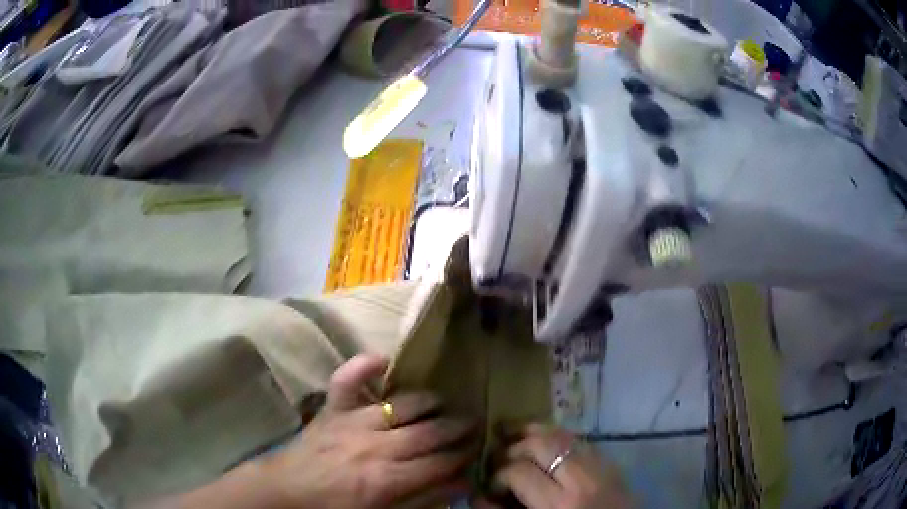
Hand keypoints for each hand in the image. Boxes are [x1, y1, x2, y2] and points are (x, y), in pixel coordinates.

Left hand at [259, 354, 478, 508]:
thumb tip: (463, 482)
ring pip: (400, 404)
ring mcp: (352, 422)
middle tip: (474, 422)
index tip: (478, 449)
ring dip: (427, 400)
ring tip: (443, 402)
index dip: (464, 456)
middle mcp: (374, 447)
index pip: (439, 464)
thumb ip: (425, 499)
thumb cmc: (338, 507)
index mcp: (387, 480)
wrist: (290, 491)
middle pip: (428, 433)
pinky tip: (385, 359)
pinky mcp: (332, 408)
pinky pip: (347, 379)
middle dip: (456, 427)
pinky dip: (364, 365)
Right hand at [478, 424, 631, 508]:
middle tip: (504, 462)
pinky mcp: (612, 463)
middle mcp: (582, 479)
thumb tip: (478, 497)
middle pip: (542, 444)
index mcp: (560, 504)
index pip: (520, 472)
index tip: (493, 487)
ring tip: (518, 441)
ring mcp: (600, 467)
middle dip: (515, 448)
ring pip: (564, 434)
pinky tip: (548, 445)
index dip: (498, 476)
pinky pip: (581, 441)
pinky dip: (560, 438)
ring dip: (536, 434)